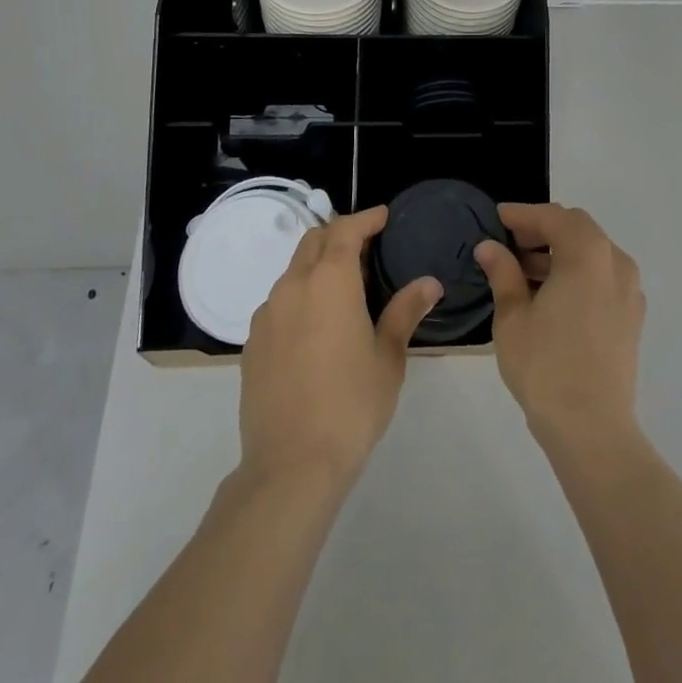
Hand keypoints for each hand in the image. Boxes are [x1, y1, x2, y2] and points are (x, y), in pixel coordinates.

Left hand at [239, 205, 442, 486]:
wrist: (290, 466)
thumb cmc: (351, 404)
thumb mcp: (388, 357)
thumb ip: (405, 311)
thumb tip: (429, 283)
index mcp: (330, 280)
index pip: (346, 230)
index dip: (366, 218)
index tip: (383, 217)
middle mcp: (293, 286)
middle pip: (314, 241)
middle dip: (339, 234)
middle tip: (366, 246)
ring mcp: (267, 314)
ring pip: (293, 270)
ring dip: (317, 265)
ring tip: (343, 286)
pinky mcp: (252, 343)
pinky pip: (278, 302)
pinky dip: (300, 296)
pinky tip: (316, 325)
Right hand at [474, 204, 645, 449]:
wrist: (592, 429)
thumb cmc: (546, 366)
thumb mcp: (513, 316)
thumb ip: (502, 273)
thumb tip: (489, 247)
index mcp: (587, 253)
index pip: (553, 217)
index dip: (523, 214)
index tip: (498, 217)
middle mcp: (615, 262)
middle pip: (577, 229)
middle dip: (542, 230)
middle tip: (509, 243)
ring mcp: (629, 290)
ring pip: (592, 253)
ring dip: (559, 254)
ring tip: (523, 273)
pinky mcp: (632, 316)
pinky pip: (603, 277)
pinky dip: (577, 274)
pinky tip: (552, 296)